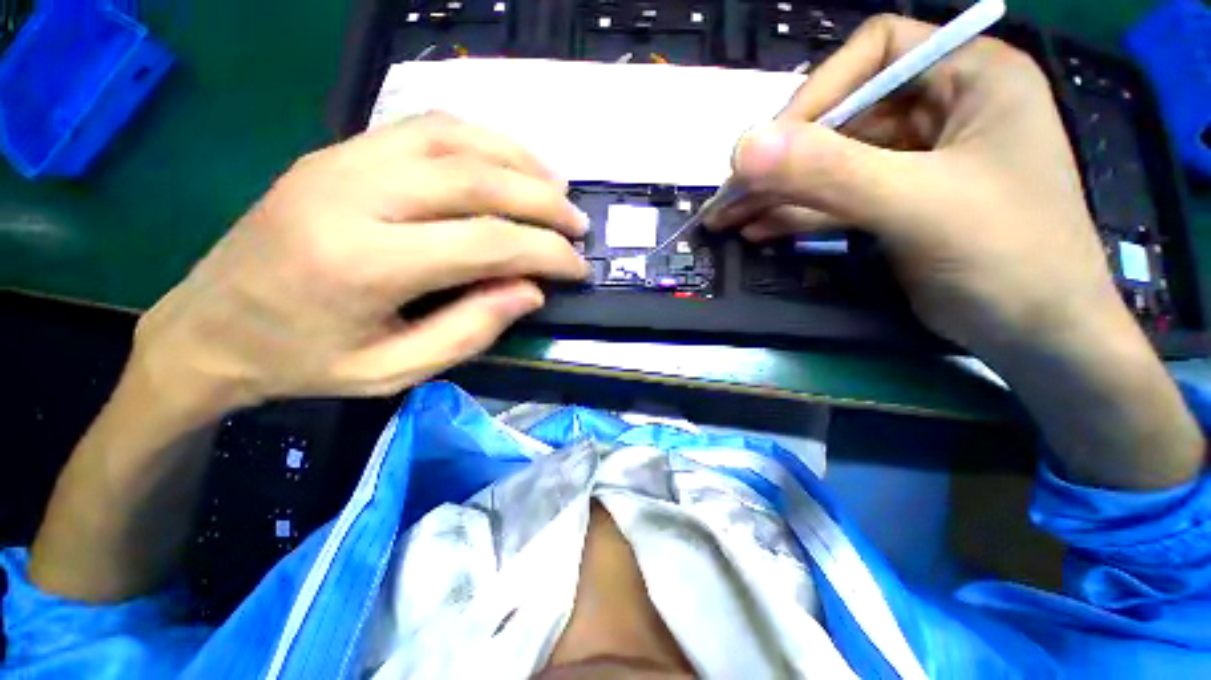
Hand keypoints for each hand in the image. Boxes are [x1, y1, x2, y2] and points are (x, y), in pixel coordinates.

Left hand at [134, 112, 589, 416]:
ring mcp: (342, 161)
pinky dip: (479, 139)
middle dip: (543, 200)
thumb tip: (531, 291)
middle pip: (477, 178)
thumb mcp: (394, 370)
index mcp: (367, 264)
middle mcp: (356, 195)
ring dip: (517, 157)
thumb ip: (470, 331)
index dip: (546, 252)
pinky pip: (423, 126)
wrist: (207, 326)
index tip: (578, 266)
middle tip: (577, 223)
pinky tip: (504, 160)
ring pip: (454, 137)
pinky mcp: (338, 151)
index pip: (488, 242)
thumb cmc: (302, 361)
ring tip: (555, 185)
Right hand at [710, 15, 1124, 360]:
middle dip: (782, 160)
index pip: (875, 52)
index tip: (769, 149)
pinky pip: (834, 198)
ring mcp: (914, 160)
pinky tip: (758, 229)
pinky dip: (795, 214)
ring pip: (830, 164)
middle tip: (728, 196)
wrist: (1037, 335)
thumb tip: (743, 149)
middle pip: (842, 116)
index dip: (817, 93)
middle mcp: (941, 108)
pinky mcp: (894, 202)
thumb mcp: (917, 204)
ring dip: (777, 193)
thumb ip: (830, 172)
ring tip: (727, 218)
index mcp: (969, 76)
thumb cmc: (1008, 256)